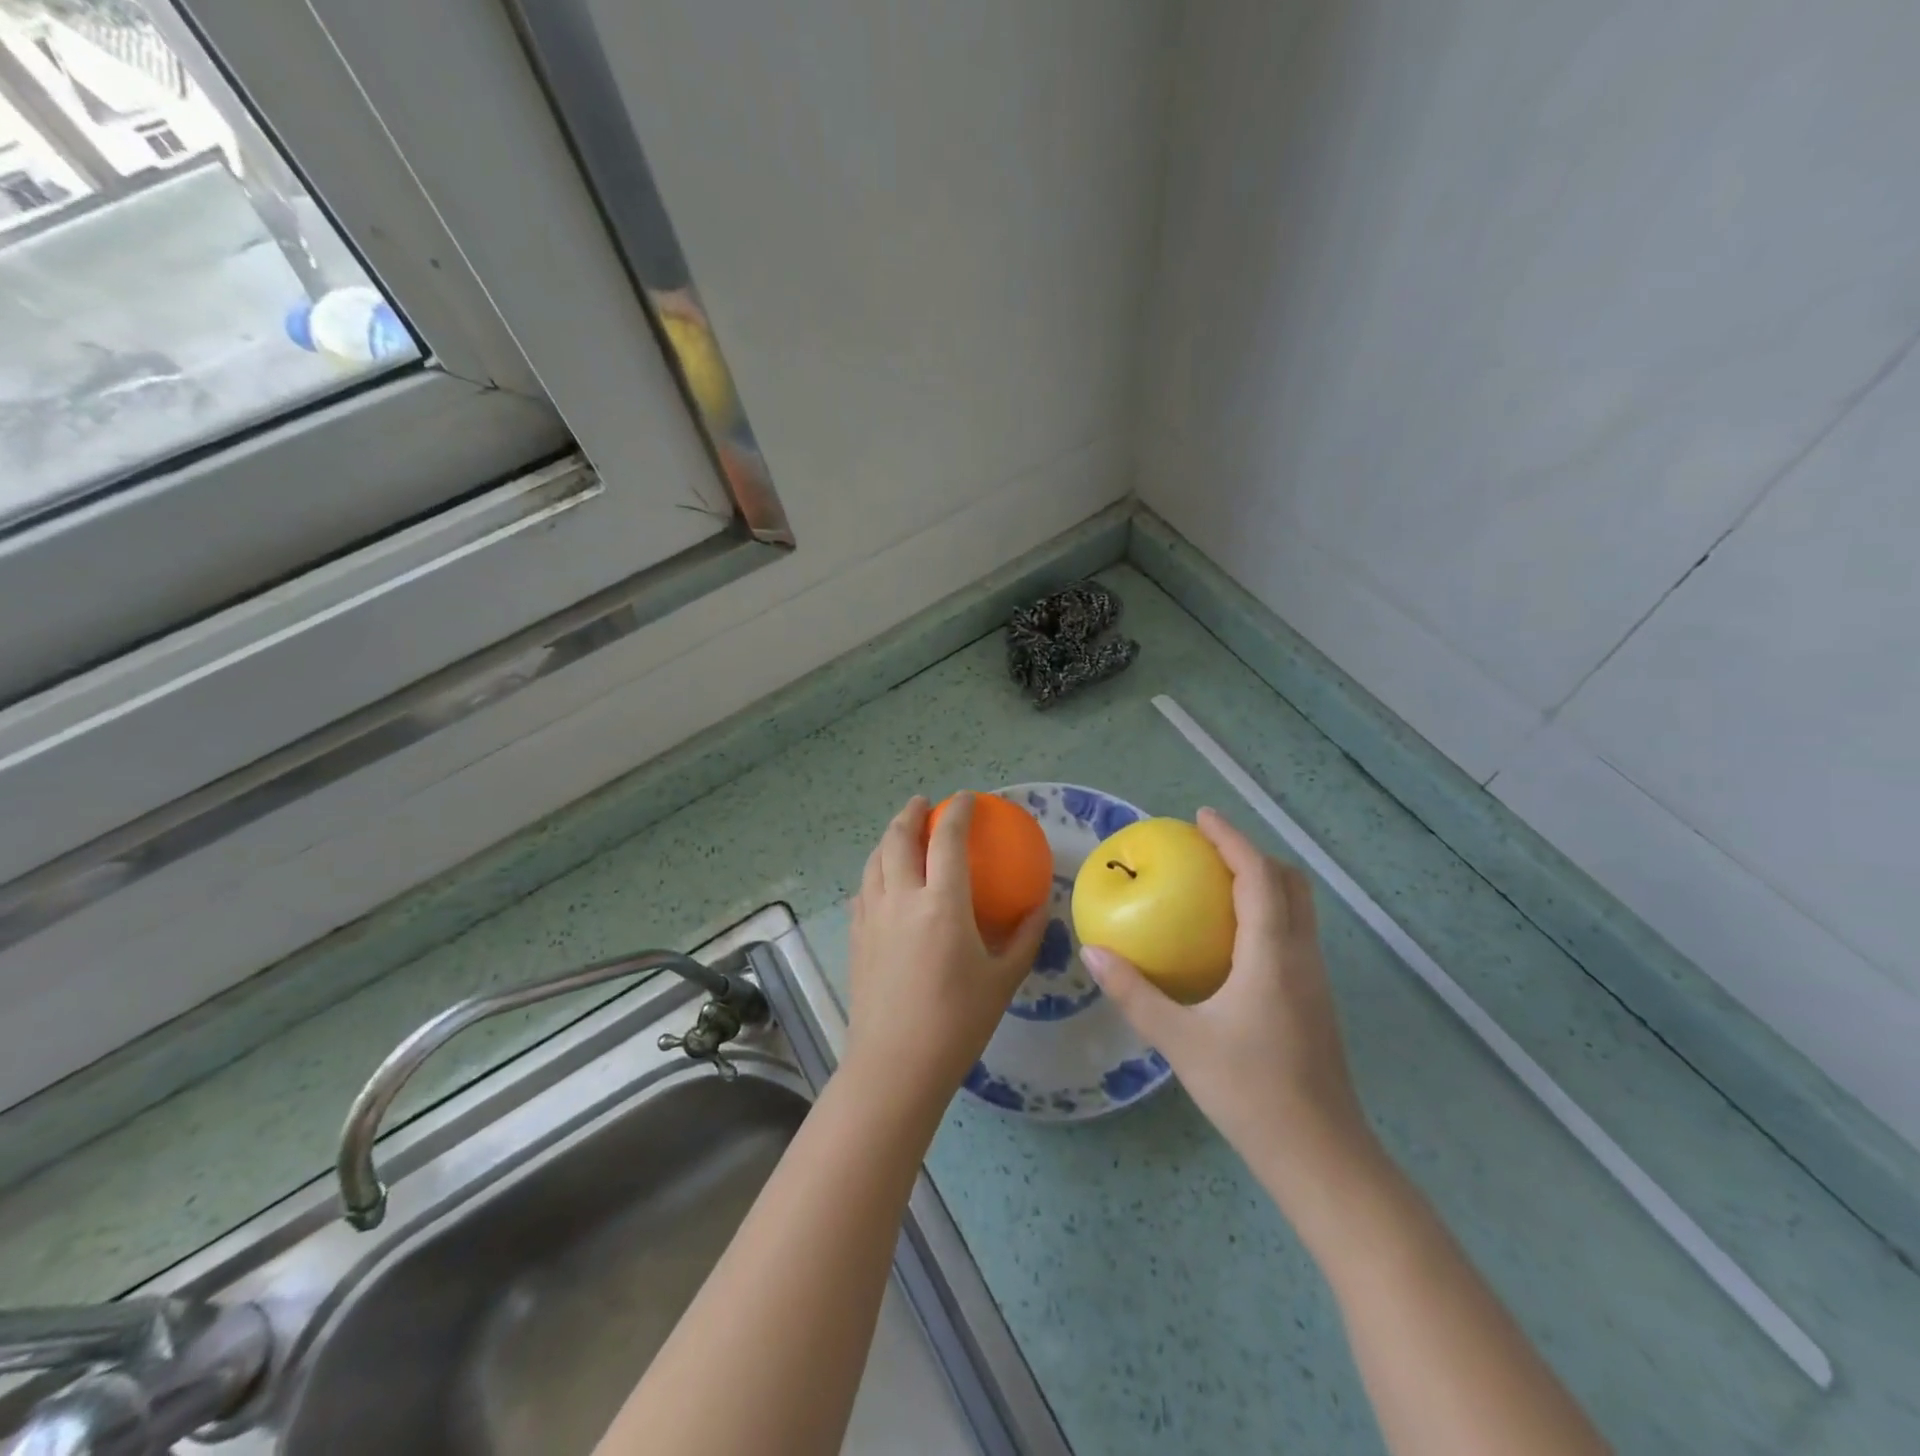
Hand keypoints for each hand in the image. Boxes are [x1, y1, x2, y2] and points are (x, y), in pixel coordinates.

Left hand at [846, 794, 1048, 1110]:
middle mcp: (901, 898)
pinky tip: (881, 883)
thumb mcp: (1003, 979)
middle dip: (911, 813)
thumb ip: (1025, 936)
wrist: (896, 1065)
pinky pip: (863, 889)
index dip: (957, 812)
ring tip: (901, 833)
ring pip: (874, 860)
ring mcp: (872, 916)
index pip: (947, 839)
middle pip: (898, 839)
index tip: (966, 799)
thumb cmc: (957, 1023)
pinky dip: (874, 872)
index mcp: (941, 904)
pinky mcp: (856, 936)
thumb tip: (1040, 904)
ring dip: (888, 838)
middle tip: (924, 804)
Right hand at [1080, 808, 1376, 1223]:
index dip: (1232, 839)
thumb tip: (1094, 953)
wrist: (1322, 1156)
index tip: (1201, 817)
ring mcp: (1314, 980)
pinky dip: (1267, 913)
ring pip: (1298, 909)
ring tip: (1217, 883)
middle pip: (1290, 883)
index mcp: (1272, 955)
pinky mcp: (1315, 1001)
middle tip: (1208, 848)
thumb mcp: (1182, 1042)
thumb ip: (1136, 994)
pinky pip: (1294, 934)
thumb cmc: (1251, 1093)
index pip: (1258, 876)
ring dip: (1263, 882)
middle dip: (1252, 854)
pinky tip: (1232, 941)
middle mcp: (1301, 956)